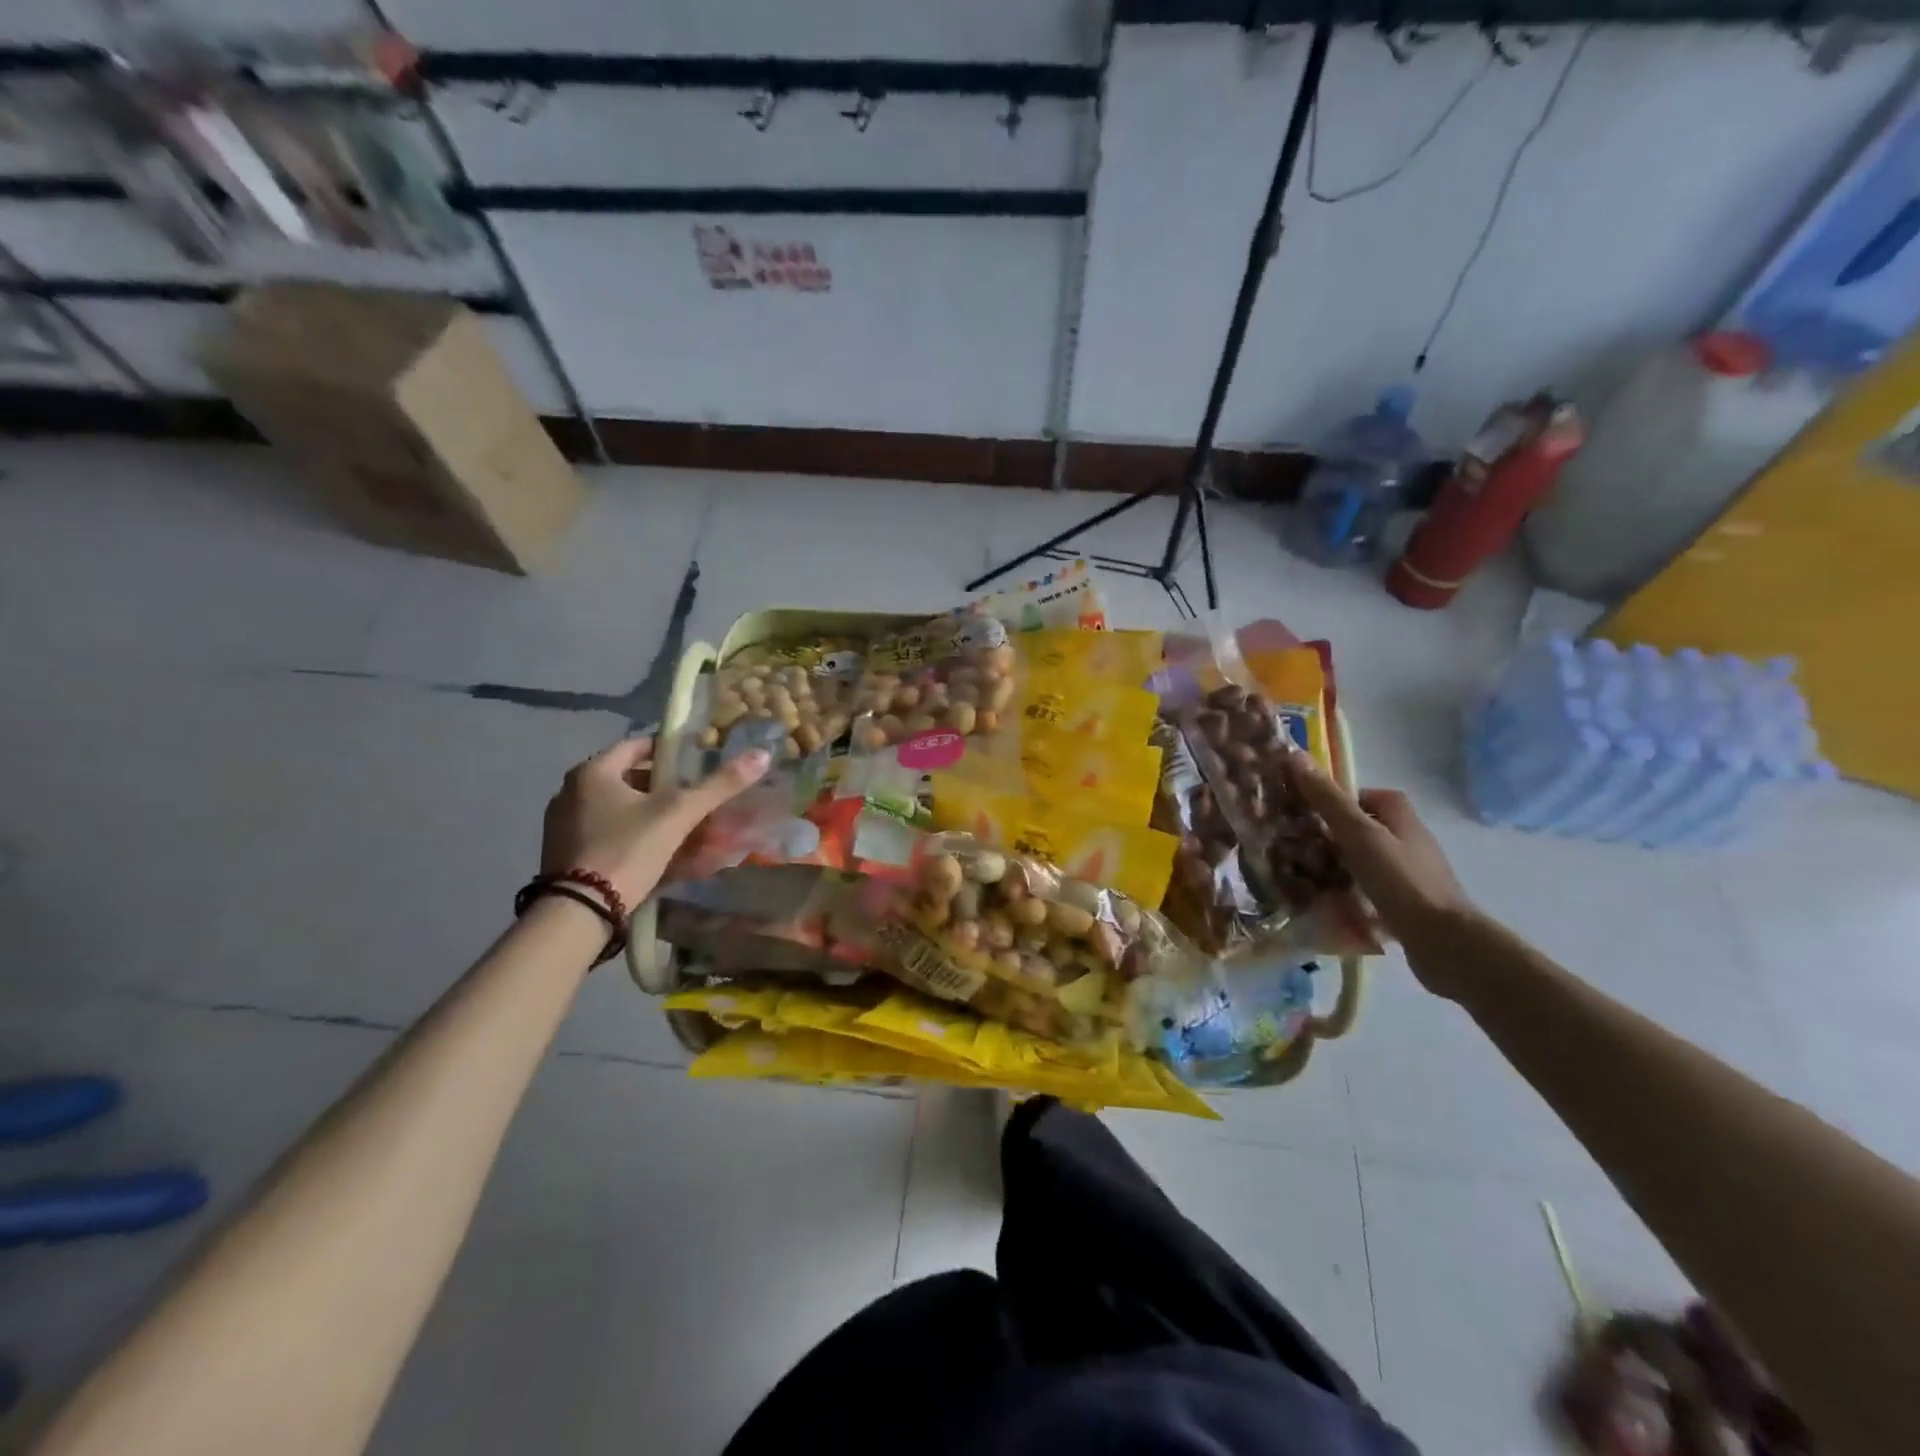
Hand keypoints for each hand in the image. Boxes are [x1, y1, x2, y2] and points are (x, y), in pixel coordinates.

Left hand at [540, 738, 770, 912]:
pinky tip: (652, 851)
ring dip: (646, 812)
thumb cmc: (628, 850)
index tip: (696, 765)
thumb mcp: (678, 814)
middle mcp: (570, 791)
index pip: (637, 746)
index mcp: (592, 772)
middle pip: (627, 778)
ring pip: (616, 807)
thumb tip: (761, 755)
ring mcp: (562, 824)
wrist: (581, 911)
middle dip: (662, 787)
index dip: (670, 752)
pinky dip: (628, 834)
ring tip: (679, 827)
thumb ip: (719, 785)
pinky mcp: (563, 853)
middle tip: (693, 799)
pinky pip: (604, 831)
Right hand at [1282, 748, 1477, 996]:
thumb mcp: (1358, 833)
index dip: (1329, 800)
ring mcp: (1409, 870)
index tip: (1302, 814)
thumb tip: (1294, 756)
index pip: (1358, 794)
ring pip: (1361, 858)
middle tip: (1294, 847)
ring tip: (1303, 877)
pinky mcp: (1407, 900)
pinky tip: (1328, 903)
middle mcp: (1407, 836)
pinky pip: (1368, 887)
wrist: (1445, 941)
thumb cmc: (1400, 879)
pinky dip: (1348, 891)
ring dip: (1334, 865)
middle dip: (1327, 835)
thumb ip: (1327, 799)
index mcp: (1400, 813)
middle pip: (1358, 826)